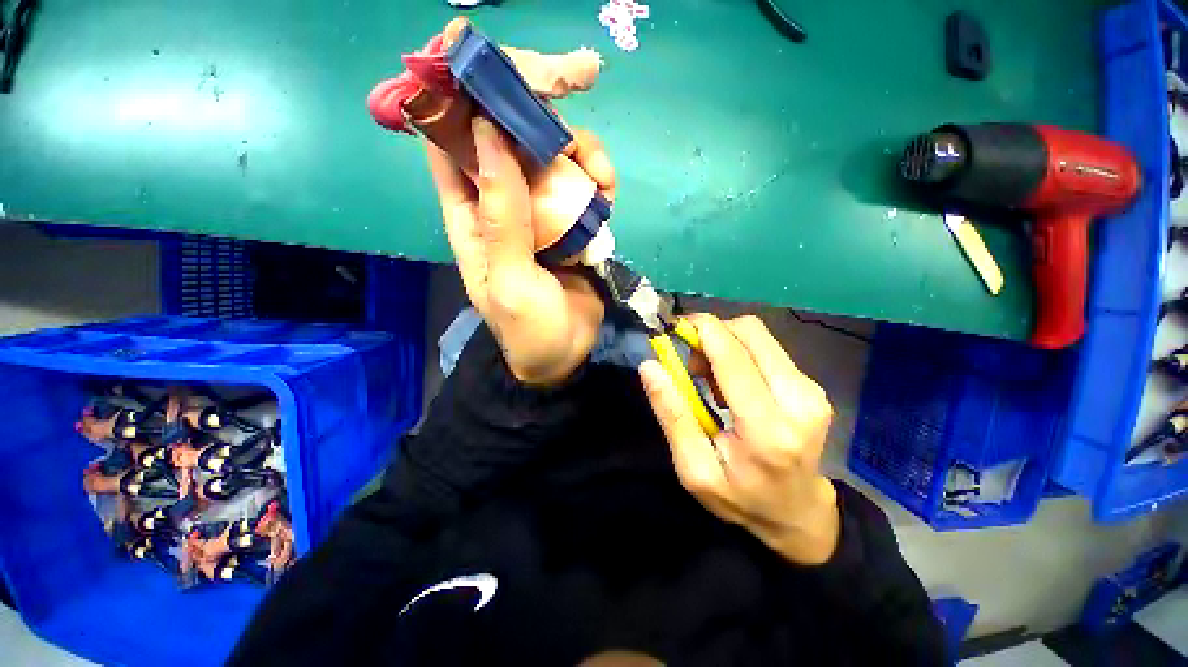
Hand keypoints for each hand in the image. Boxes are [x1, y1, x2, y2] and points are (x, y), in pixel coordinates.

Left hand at [428, 117, 614, 385]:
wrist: (564, 355)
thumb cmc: (528, 329)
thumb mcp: (510, 281)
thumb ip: (501, 217)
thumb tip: (491, 136)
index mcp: (471, 216)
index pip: (451, 144)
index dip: (464, 102)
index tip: (494, 73)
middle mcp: (502, 204)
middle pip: (512, 138)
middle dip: (541, 119)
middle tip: (576, 123)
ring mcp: (540, 211)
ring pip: (554, 156)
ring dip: (581, 153)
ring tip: (604, 180)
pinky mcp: (570, 222)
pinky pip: (581, 184)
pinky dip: (597, 180)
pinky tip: (609, 195)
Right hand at [639, 314, 840, 564]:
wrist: (798, 514)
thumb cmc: (741, 497)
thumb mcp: (694, 468)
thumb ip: (673, 416)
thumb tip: (650, 366)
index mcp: (767, 429)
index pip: (733, 356)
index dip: (702, 330)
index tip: (674, 327)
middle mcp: (799, 401)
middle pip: (749, 332)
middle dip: (711, 335)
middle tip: (692, 364)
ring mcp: (811, 391)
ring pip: (757, 336)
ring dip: (725, 345)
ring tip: (711, 381)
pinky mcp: (812, 385)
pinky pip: (766, 349)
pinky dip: (740, 355)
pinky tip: (733, 385)